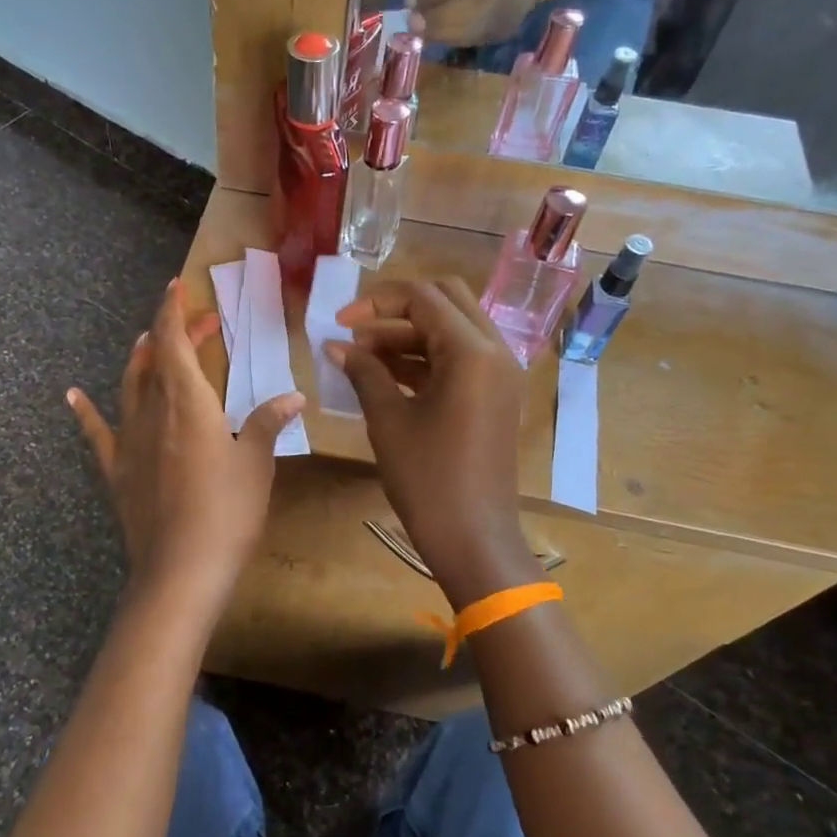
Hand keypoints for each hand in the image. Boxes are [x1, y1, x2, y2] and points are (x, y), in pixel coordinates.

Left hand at [67, 280, 303, 607]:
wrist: (181, 570)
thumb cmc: (227, 511)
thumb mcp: (257, 464)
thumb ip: (268, 423)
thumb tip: (293, 395)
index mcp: (189, 403)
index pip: (175, 343)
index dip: (175, 312)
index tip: (178, 287)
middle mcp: (153, 412)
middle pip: (157, 360)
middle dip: (173, 334)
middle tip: (198, 323)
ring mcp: (130, 441)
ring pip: (129, 386)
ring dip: (139, 360)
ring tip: (148, 342)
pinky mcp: (117, 471)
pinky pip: (97, 433)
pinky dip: (84, 412)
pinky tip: (72, 395)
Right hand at [324, 279, 540, 605]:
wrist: (473, 538)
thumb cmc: (428, 478)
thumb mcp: (388, 420)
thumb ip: (364, 372)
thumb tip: (336, 346)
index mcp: (472, 352)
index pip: (423, 298)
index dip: (376, 302)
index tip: (339, 323)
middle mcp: (495, 352)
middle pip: (446, 301)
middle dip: (397, 310)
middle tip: (357, 331)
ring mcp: (500, 375)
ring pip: (453, 329)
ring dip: (409, 334)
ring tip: (363, 356)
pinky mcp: (495, 396)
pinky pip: (460, 358)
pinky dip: (425, 358)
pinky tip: (386, 375)